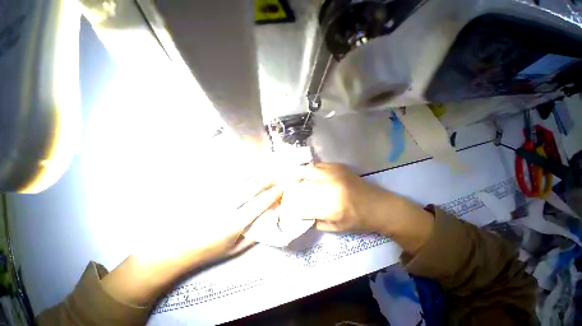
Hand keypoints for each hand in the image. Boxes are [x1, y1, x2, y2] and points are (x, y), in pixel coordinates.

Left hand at [102, 180, 282, 306]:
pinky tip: (244, 167)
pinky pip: (224, 175)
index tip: (283, 187)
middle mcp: (226, 205)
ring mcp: (214, 194)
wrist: (172, 248)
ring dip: (255, 170)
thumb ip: (257, 232)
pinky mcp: (204, 188)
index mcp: (235, 223)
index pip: (261, 203)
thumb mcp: (235, 248)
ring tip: (264, 166)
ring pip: (239, 176)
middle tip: (277, 173)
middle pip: (252, 185)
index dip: (274, 193)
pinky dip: (237, 169)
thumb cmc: (208, 250)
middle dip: (268, 177)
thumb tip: (272, 217)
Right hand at [280, 163, 433, 254]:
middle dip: (288, 184)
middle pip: (301, 180)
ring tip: (288, 177)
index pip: (301, 204)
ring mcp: (334, 172)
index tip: (281, 208)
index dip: (288, 207)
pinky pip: (316, 165)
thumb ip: (314, 220)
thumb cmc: (359, 220)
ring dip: (296, 173)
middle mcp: (331, 185)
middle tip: (282, 188)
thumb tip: (298, 213)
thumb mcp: (335, 228)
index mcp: (331, 205)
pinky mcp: (338, 166)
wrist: (380, 205)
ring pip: (307, 169)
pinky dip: (307, 169)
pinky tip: (304, 173)